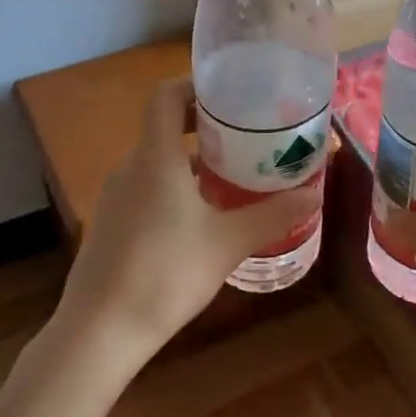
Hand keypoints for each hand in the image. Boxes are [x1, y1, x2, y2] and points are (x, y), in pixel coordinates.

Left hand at [53, 77, 321, 366]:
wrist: (100, 330)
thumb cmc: (167, 274)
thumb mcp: (229, 243)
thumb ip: (273, 215)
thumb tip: (315, 193)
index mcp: (155, 158)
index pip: (165, 96)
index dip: (195, 85)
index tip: (231, 94)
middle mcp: (130, 168)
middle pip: (164, 127)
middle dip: (205, 125)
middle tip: (247, 135)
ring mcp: (115, 197)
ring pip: (157, 161)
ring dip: (192, 160)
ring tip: (234, 175)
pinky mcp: (111, 224)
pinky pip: (146, 188)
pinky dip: (175, 186)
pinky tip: (202, 216)